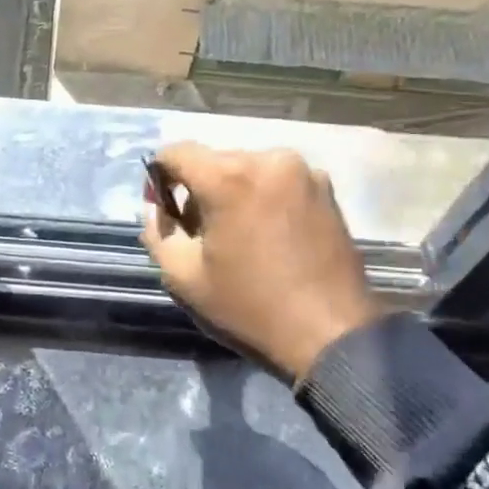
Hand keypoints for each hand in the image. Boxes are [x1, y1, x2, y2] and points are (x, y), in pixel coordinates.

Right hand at [142, 144, 383, 379]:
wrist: (331, 335)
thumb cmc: (249, 307)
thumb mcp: (182, 277)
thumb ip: (157, 232)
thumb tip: (157, 210)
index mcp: (228, 177)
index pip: (175, 152)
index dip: (158, 176)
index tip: (162, 210)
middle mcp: (268, 160)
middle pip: (213, 161)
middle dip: (197, 189)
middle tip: (198, 233)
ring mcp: (303, 171)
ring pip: (246, 170)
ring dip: (231, 193)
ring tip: (236, 236)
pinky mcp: (326, 188)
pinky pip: (276, 181)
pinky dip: (261, 198)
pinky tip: (266, 235)